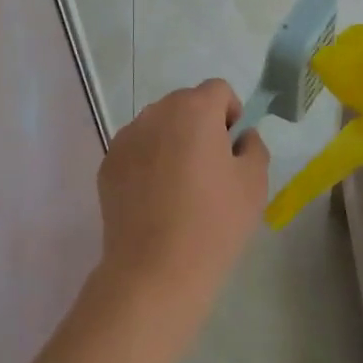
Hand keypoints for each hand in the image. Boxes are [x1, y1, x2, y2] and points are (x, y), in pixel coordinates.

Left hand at [95, 79, 269, 343]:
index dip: (231, 114)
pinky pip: (137, 151)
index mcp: (194, 109)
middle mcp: (156, 113)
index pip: (218, 90)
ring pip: (159, 126)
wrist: (155, 271)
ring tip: (181, 188)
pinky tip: (156, 201)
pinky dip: (149, 163)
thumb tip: (240, 138)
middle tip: (211, 170)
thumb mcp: (255, 183)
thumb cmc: (214, 223)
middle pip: (185, 104)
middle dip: (201, 125)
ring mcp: (126, 138)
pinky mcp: (107, 165)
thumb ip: (253, 146)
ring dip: (173, 142)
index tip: (233, 150)